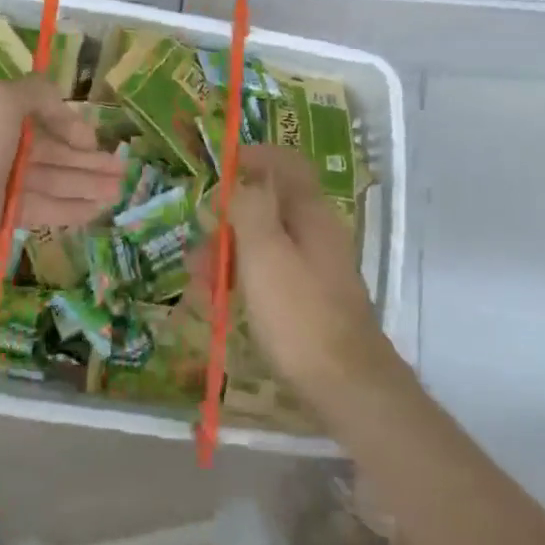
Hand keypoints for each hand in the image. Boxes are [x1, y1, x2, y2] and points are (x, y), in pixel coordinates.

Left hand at [0, 75, 123, 280]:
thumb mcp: (3, 101)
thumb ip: (37, 92)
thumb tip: (64, 107)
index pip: (43, 116)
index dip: (72, 126)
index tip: (95, 142)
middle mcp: (1, 146)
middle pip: (54, 151)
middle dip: (89, 160)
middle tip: (123, 170)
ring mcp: (2, 183)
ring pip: (54, 180)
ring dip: (87, 184)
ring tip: (119, 192)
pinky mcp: (3, 216)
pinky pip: (45, 208)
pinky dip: (71, 208)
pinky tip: (97, 211)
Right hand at [209, 147, 392, 400]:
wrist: (347, 386)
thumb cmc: (299, 315)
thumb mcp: (264, 254)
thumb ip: (250, 208)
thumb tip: (243, 183)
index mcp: (311, 213)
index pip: (287, 164)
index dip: (255, 157)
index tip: (221, 168)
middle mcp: (317, 234)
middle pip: (269, 208)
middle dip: (227, 222)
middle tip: (198, 251)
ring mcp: (316, 269)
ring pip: (265, 245)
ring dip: (229, 256)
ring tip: (200, 287)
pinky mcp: (311, 301)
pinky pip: (270, 276)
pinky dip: (244, 281)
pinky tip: (221, 306)